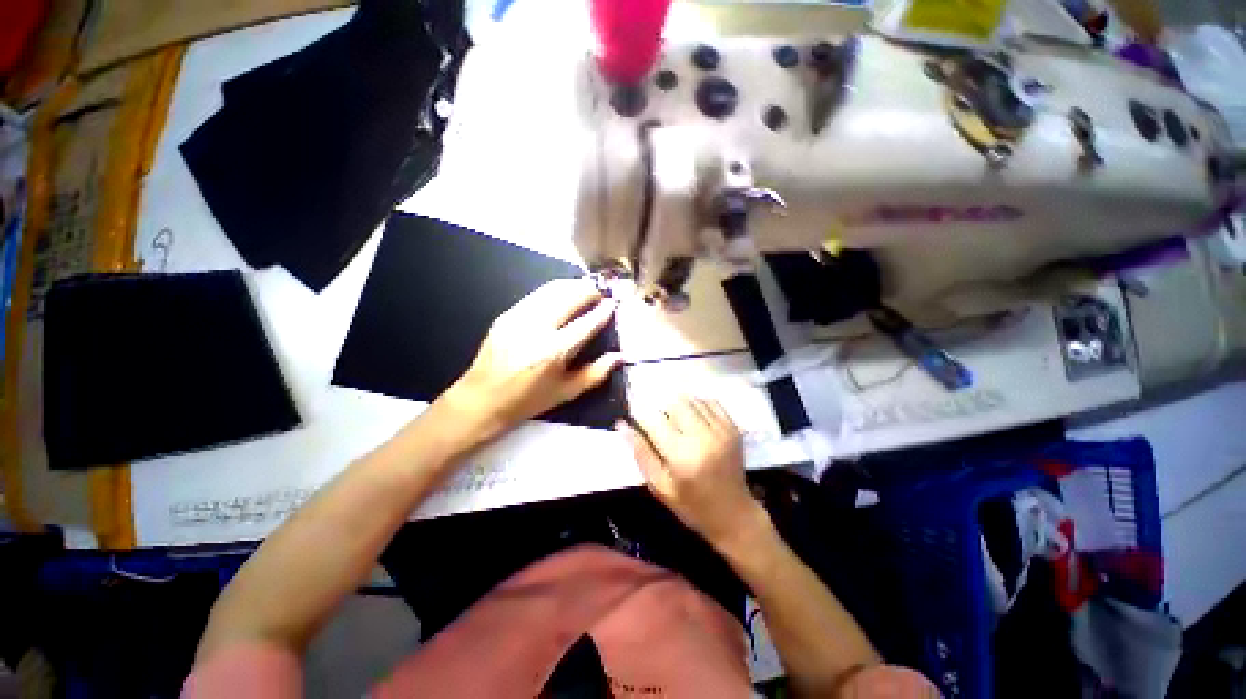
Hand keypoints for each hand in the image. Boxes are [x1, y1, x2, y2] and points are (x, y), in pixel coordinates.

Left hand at [444, 278, 621, 440]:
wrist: (481, 399)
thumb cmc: (528, 401)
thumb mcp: (566, 392)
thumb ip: (595, 373)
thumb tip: (619, 356)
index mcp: (552, 353)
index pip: (585, 324)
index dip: (602, 312)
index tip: (613, 304)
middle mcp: (535, 330)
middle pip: (568, 298)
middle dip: (589, 290)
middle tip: (602, 290)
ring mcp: (518, 318)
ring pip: (551, 290)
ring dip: (572, 285)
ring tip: (587, 286)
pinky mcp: (506, 315)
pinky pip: (536, 295)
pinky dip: (554, 290)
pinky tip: (563, 292)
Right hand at [618, 398, 762, 548]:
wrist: (733, 514)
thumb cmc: (691, 505)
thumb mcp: (659, 485)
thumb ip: (641, 453)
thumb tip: (622, 425)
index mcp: (681, 456)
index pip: (653, 420)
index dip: (640, 413)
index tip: (634, 413)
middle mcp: (702, 438)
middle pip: (675, 403)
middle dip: (660, 406)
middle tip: (657, 419)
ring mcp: (721, 431)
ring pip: (692, 399)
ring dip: (678, 404)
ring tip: (674, 418)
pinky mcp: (733, 428)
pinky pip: (711, 402)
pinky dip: (697, 403)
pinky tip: (692, 415)